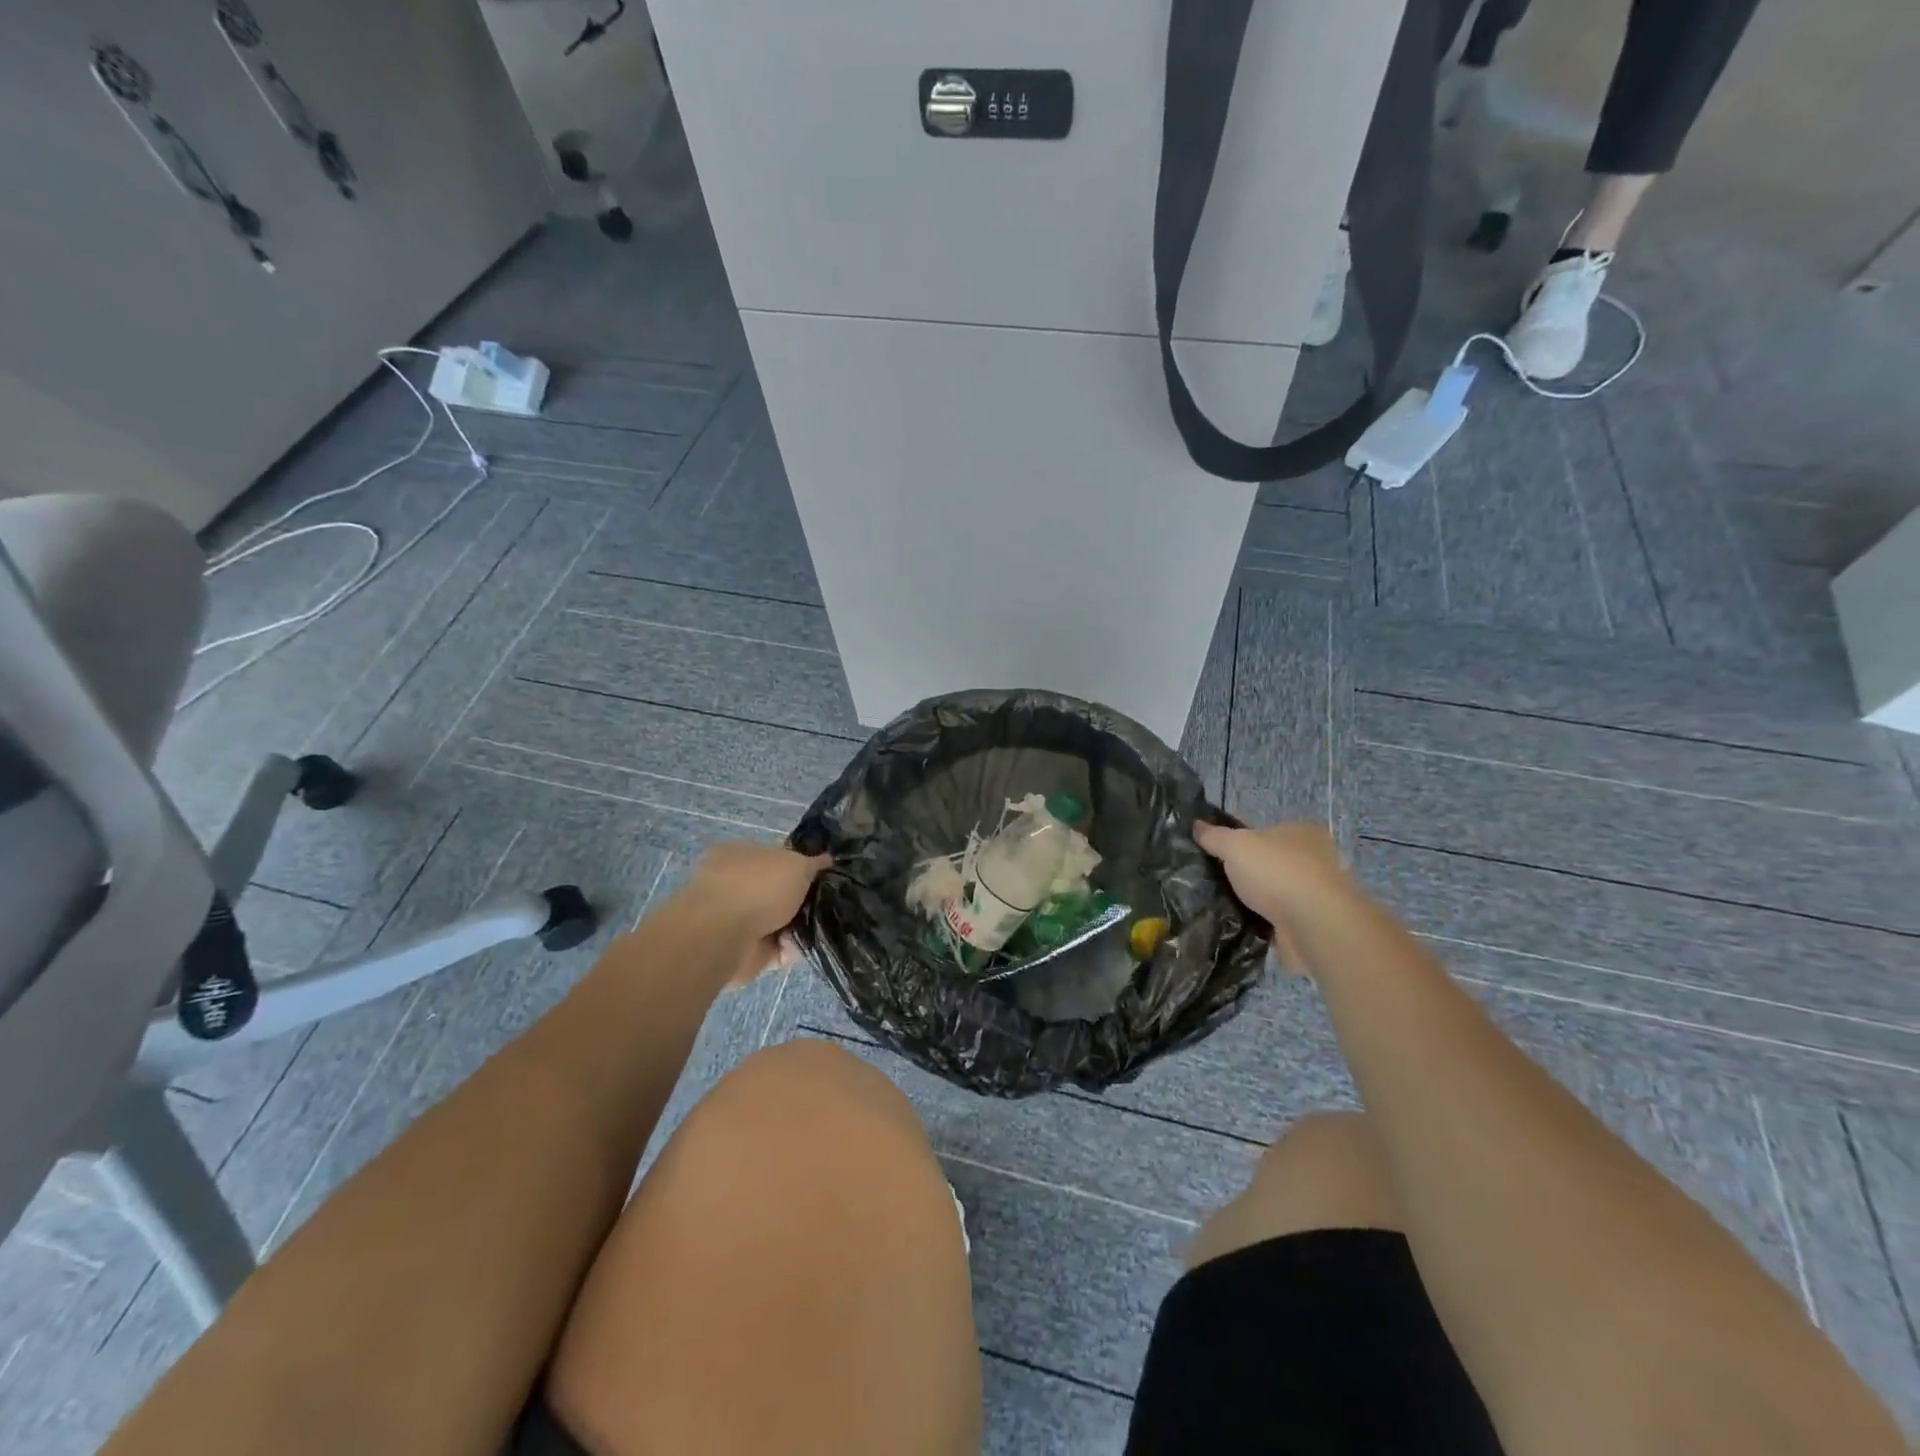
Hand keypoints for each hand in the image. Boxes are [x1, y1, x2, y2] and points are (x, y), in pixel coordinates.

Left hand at [678, 841, 831, 986]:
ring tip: (824, 924)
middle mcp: (737, 885)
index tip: (824, 876)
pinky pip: (779, 948)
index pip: (776, 857)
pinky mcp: (745, 950)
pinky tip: (807, 944)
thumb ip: (814, 863)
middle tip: (829, 901)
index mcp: (741, 854)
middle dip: (803, 899)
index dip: (801, 865)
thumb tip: (828, 859)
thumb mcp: (796, 863)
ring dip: (801, 925)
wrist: (724, 936)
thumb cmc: (758, 886)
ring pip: (782, 921)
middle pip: (780, 891)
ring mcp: (738, 919)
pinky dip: (793, 948)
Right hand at [1192, 821, 1352, 973]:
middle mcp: (1314, 860)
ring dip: (1253, 900)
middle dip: (1246, 873)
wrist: (1314, 925)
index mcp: (1302, 832)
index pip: (1265, 832)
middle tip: (1214, 880)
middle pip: (1270, 863)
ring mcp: (1315, 894)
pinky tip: (1238, 925)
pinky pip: (1277, 919)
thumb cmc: (1277, 872)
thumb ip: (1214, 836)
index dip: (1240, 841)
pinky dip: (1261, 923)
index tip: (1217, 855)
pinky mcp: (1311, 924)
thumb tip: (1196, 825)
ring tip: (1220, 905)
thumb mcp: (1236, 845)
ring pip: (1273, 893)